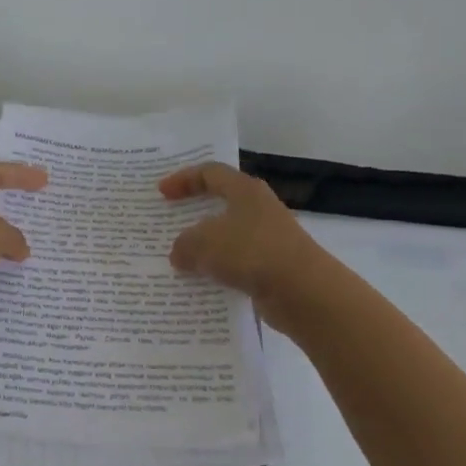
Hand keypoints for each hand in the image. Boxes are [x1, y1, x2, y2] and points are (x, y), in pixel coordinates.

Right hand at [160, 162, 327, 327]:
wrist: (304, 293)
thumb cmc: (251, 252)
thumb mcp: (204, 243)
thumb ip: (184, 244)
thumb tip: (179, 253)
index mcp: (245, 190)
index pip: (210, 173)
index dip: (183, 179)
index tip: (161, 193)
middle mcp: (259, 209)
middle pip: (220, 204)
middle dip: (193, 214)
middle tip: (169, 223)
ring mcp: (269, 240)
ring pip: (228, 238)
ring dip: (205, 248)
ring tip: (179, 259)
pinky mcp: (273, 268)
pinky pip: (237, 265)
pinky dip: (219, 272)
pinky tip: (201, 285)